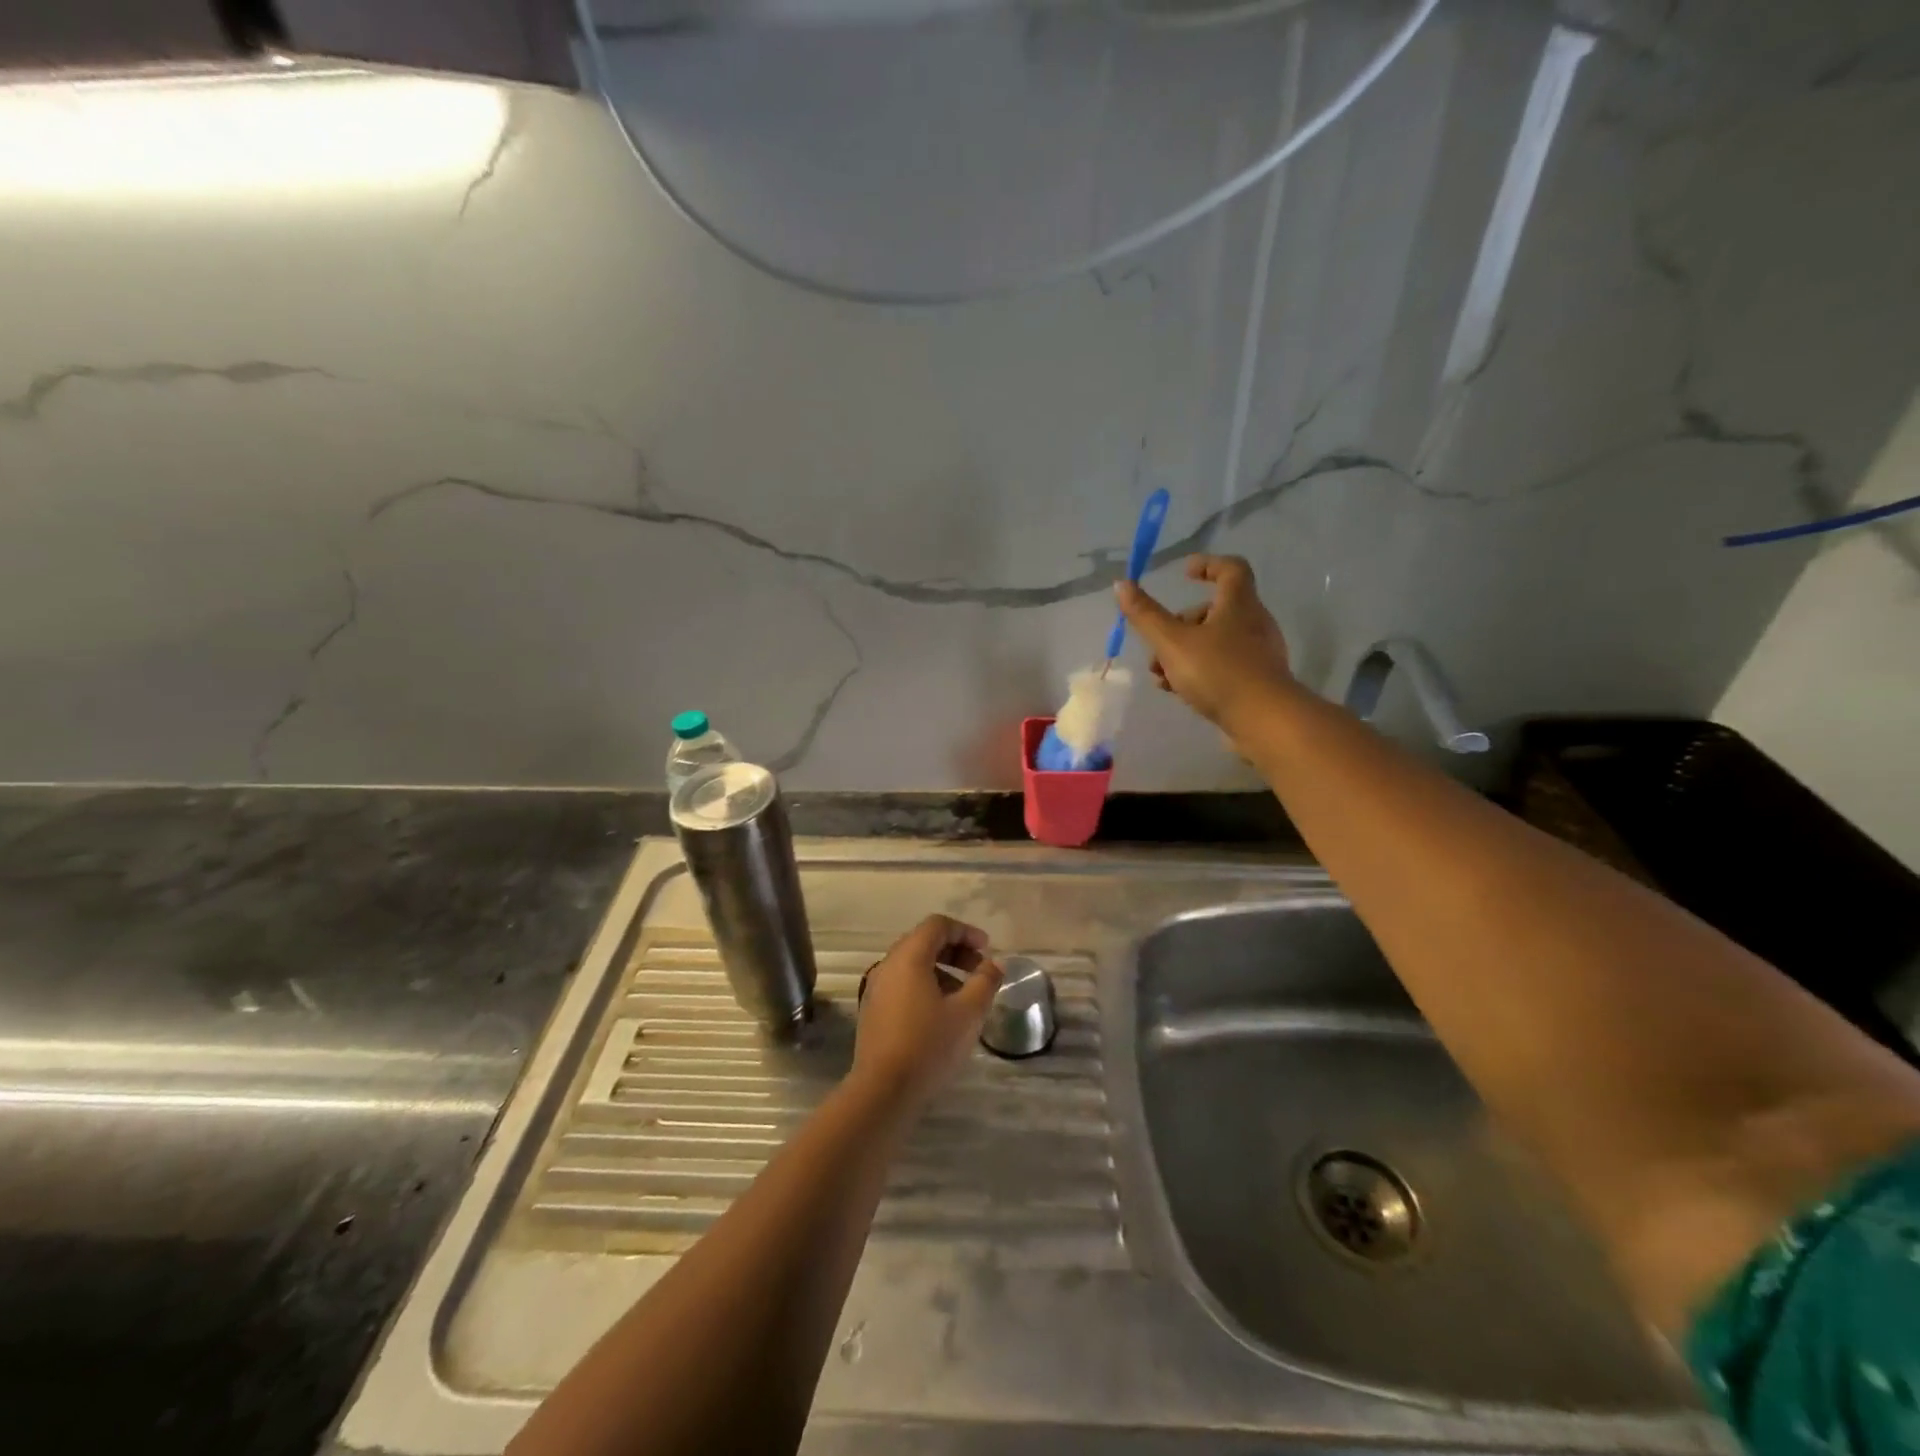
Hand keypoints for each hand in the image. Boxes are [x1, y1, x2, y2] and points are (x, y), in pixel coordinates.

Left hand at [853, 915, 1002, 1114]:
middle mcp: (888, 965)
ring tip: (964, 996)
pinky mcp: (872, 1010)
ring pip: (912, 965)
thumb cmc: (929, 1045)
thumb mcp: (967, 1013)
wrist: (882, 1091)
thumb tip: (995, 964)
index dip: (966, 932)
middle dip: (955, 951)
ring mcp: (876, 988)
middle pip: (923, 942)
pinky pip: (902, 984)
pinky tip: (941, 1014)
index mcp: (909, 957)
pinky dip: (925, 986)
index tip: (987, 950)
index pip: (937, 925)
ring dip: (941, 970)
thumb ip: (985, 982)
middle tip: (979, 971)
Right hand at [1115, 555, 1293, 726]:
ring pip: (1214, 642)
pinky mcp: (1256, 681)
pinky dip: (1197, 672)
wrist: (1263, 720)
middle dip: (1179, 625)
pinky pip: (1222, 667)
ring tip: (1160, 675)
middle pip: (1213, 611)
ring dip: (1182, 653)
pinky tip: (1178, 691)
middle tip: (1157, 644)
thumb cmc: (1217, 671)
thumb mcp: (1172, 642)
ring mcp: (1257, 654)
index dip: (1208, 565)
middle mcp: (1253, 623)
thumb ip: (1145, 615)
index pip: (1231, 569)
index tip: (1184, 573)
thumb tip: (1121, 584)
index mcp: (1239, 604)